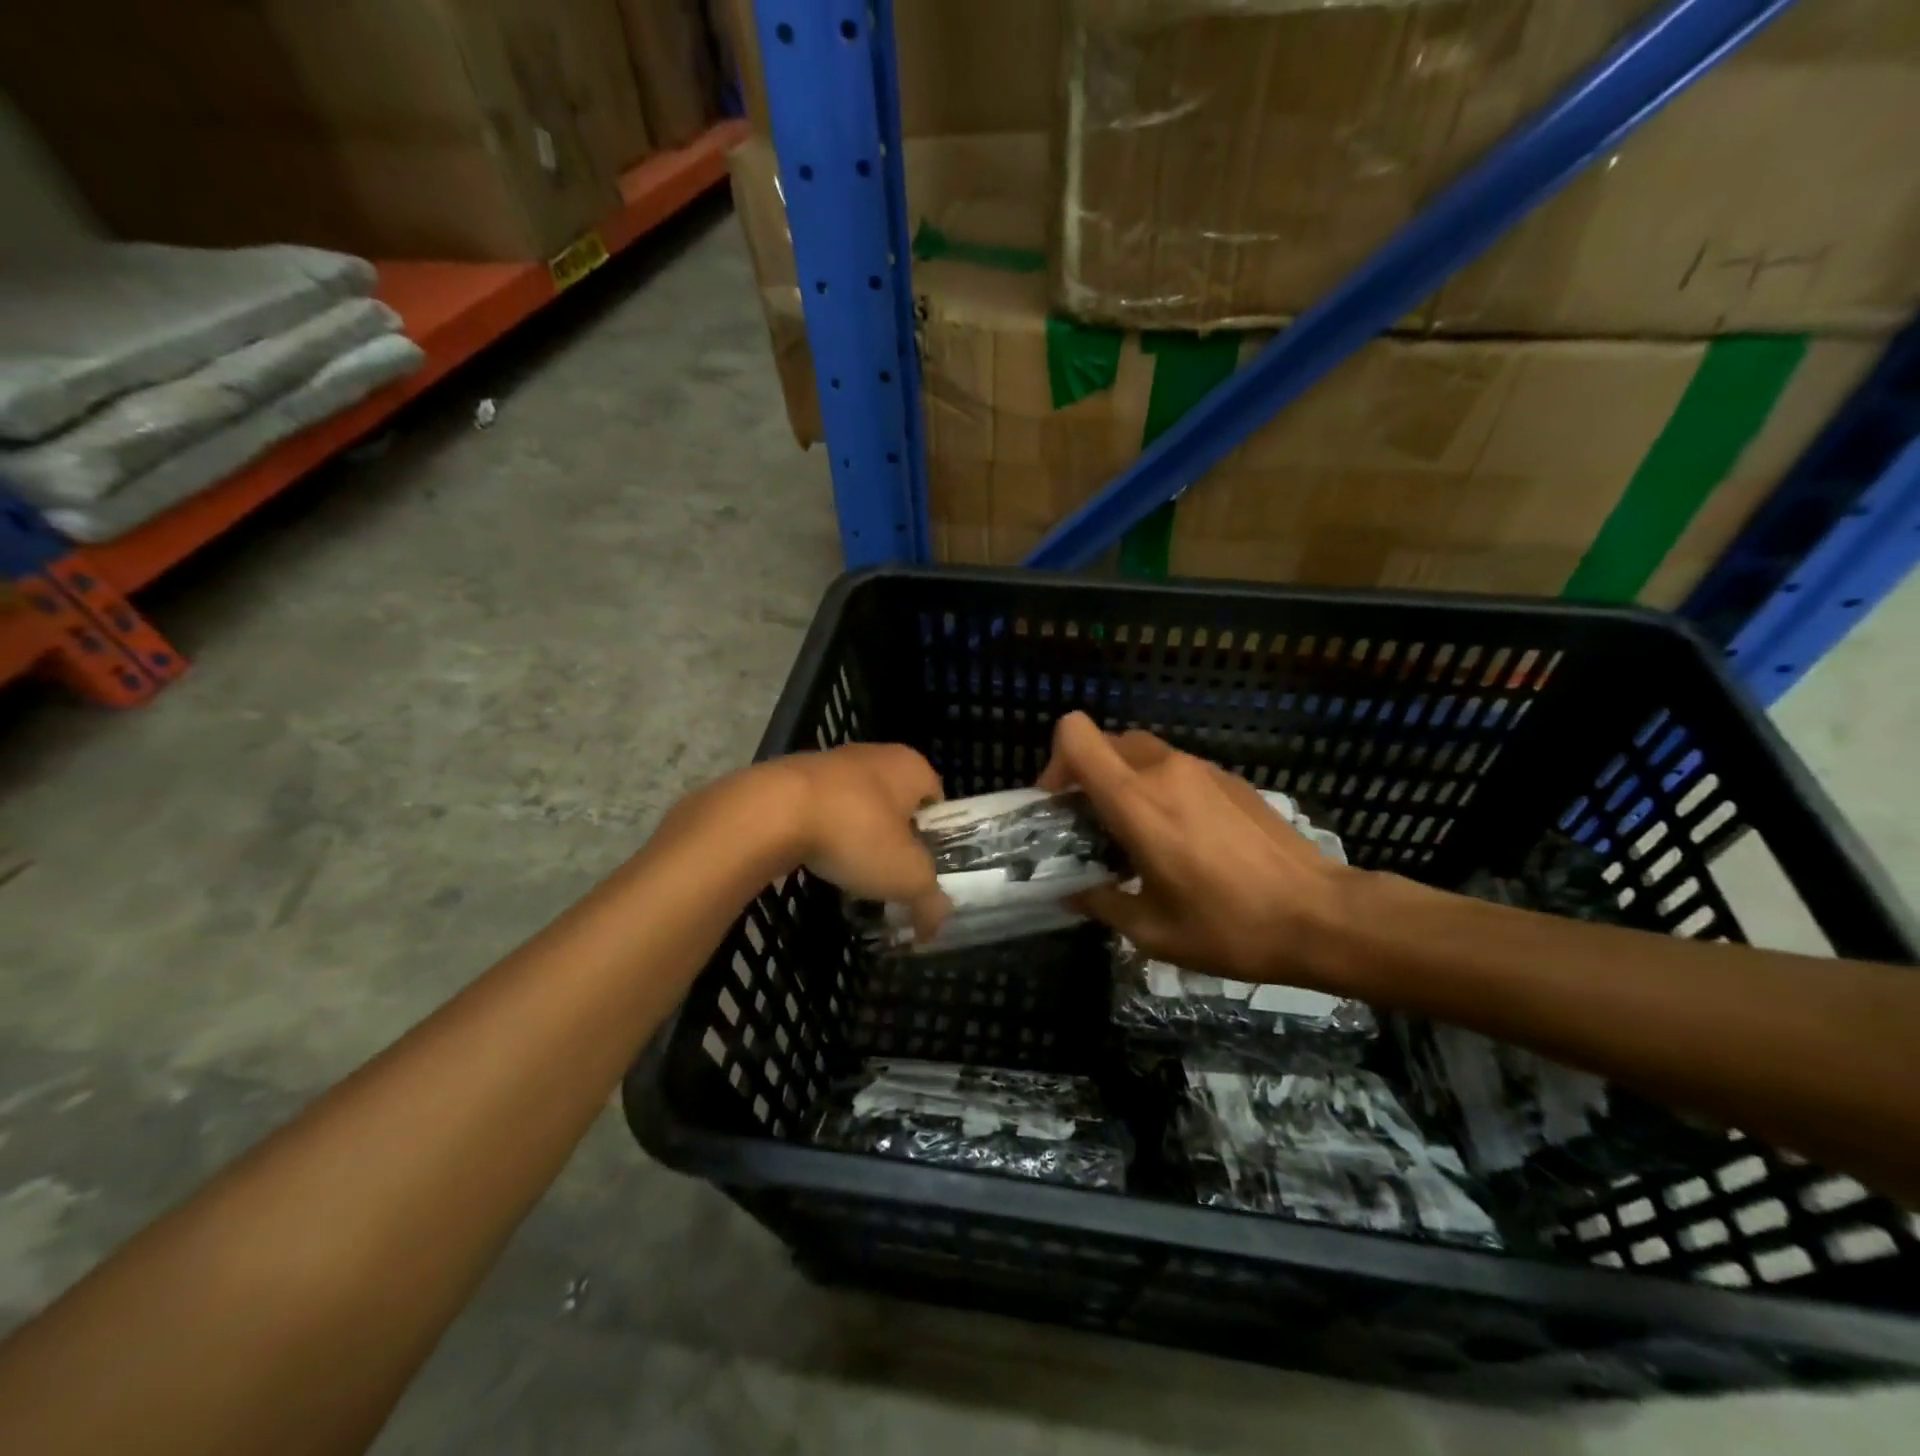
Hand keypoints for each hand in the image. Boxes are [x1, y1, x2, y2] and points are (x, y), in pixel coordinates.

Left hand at [763, 744, 950, 940]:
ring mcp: (831, 760)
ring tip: (850, 871)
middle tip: (889, 873)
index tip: (922, 868)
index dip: (934, 837)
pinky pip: (821, 807)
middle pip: (896, 801)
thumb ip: (929, 900)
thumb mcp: (906, 876)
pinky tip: (816, 857)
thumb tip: (935, 924)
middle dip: (893, 836)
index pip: (936, 801)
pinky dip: (822, 830)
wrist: (772, 811)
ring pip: (856, 803)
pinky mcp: (794, 774)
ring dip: (856, 832)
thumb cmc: (856, 833)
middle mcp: (876, 754)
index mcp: (911, 766)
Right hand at [1037, 712, 1350, 987]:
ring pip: (1144, 754)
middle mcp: (1166, 770)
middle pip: (1107, 741)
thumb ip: (1102, 903)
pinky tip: (1185, 839)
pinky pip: (1178, 769)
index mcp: (1136, 800)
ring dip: (1127, 782)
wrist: (1322, 917)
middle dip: (1089, 774)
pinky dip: (1162, 789)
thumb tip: (1074, 893)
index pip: (1076, 735)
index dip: (1056, 761)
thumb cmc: (1229, 926)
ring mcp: (1203, 770)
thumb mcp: (1152, 931)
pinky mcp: (1232, 779)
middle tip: (1094, 823)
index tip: (1061, 804)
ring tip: (1139, 835)